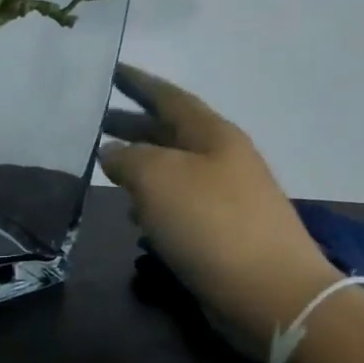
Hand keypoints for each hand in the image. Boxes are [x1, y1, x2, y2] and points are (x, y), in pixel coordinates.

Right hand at [99, 64, 337, 345]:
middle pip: (170, 133)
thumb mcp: (158, 179)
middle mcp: (221, 159)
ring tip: (106, 168)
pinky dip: (153, 202)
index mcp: (212, 135)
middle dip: (133, 126)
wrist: (269, 292)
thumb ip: (128, 158)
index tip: (111, 70)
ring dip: (140, 166)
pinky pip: (179, 205)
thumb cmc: (211, 224)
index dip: (138, 83)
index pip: (169, 97)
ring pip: (172, 170)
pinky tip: (134, 215)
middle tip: (95, 123)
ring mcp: (225, 197)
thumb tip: (112, 152)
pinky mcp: (221, 232)